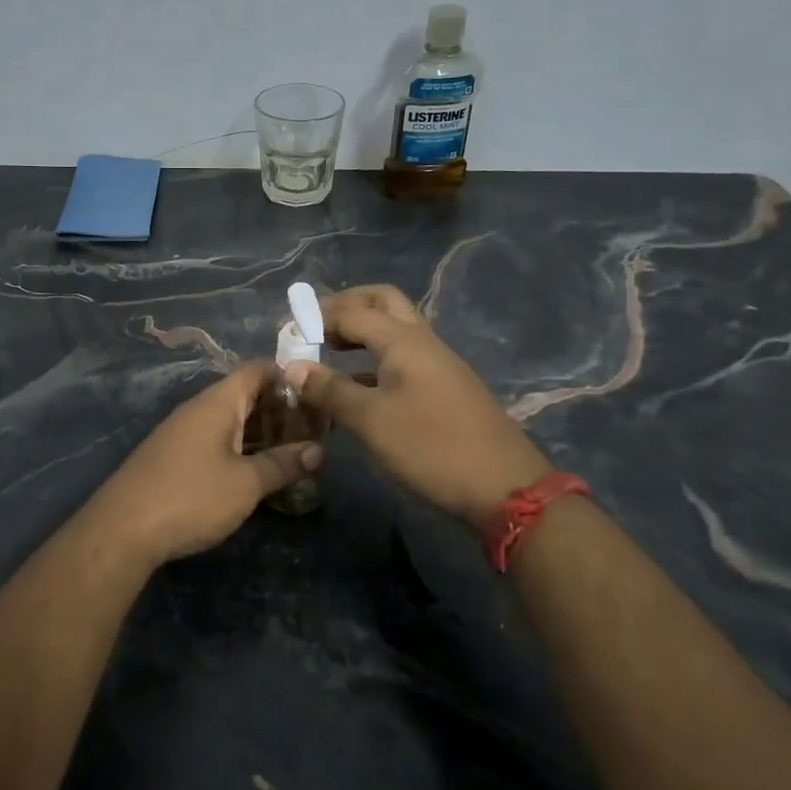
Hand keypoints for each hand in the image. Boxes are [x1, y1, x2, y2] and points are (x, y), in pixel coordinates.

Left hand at [80, 361, 322, 566]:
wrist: (122, 530)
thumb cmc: (191, 496)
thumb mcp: (245, 484)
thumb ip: (283, 464)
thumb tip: (318, 451)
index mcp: (218, 402)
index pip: (257, 370)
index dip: (288, 377)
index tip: (317, 396)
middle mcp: (199, 409)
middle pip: (245, 395)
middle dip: (280, 410)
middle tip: (314, 432)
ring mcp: (182, 432)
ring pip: (230, 421)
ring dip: (261, 433)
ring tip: (293, 453)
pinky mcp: (174, 456)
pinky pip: (215, 440)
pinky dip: (240, 448)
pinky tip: (256, 471)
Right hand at [284, 285, 550, 525]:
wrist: (505, 487)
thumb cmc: (431, 448)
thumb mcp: (371, 421)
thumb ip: (330, 390)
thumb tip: (292, 366)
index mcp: (404, 340)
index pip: (352, 311)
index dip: (316, 317)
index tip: (285, 333)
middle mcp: (423, 341)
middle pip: (381, 302)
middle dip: (345, 307)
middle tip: (314, 327)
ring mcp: (438, 363)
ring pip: (395, 329)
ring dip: (361, 332)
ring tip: (327, 351)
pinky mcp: (445, 387)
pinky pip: (403, 356)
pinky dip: (375, 358)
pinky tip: (356, 386)